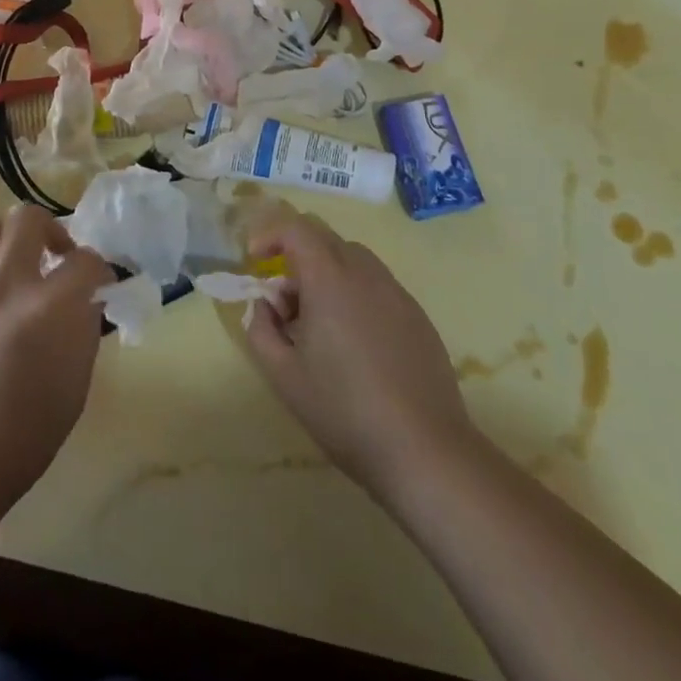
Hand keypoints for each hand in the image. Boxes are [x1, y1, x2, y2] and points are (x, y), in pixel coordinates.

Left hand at [0, 204, 111, 516]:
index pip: (87, 261)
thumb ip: (83, 331)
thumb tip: (84, 301)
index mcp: (48, 308)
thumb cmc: (23, 437)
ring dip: (2, 238)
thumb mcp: (75, 385)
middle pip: (28, 218)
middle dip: (51, 231)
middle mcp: (5, 284)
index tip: (99, 284)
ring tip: (10, 263)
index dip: (100, 270)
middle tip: (54, 258)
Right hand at [245, 208, 473, 502]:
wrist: (425, 451)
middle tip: (284, 303)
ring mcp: (397, 293)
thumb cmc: (344, 410)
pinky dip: (355, 295)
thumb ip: (261, 328)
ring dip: (326, 275)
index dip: (270, 236)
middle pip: (325, 239)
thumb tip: (264, 305)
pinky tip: (355, 344)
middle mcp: (366, 273)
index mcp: (330, 279)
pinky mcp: (418, 316)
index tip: (255, 262)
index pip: (296, 229)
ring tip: (318, 326)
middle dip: (296, 258)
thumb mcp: (283, 375)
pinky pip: (377, 286)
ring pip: (354, 260)